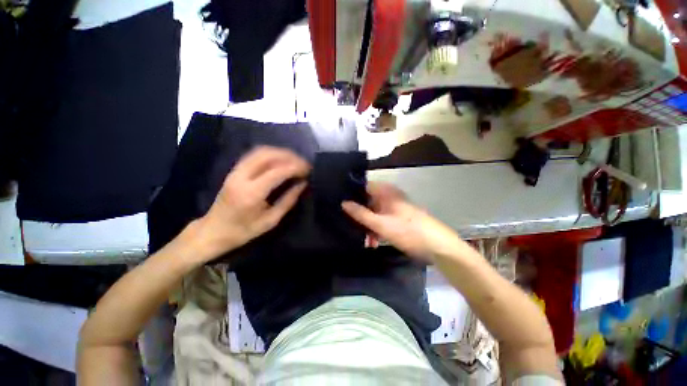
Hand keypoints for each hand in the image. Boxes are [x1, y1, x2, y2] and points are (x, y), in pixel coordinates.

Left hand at [193, 147, 309, 260]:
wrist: (213, 231)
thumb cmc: (244, 231)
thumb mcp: (271, 220)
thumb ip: (288, 200)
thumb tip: (303, 184)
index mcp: (251, 193)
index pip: (277, 172)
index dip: (295, 167)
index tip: (308, 169)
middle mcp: (241, 177)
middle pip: (267, 155)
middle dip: (289, 156)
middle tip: (303, 163)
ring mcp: (235, 171)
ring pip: (260, 152)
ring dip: (280, 153)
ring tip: (295, 160)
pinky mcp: (234, 170)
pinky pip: (254, 155)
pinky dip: (270, 154)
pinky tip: (280, 159)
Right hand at [342, 182, 462, 262]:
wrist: (437, 246)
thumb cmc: (408, 231)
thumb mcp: (380, 224)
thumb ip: (360, 214)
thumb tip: (343, 203)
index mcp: (385, 191)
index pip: (362, 187)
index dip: (351, 194)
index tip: (339, 205)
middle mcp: (388, 196)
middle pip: (367, 201)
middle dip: (358, 215)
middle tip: (349, 227)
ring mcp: (393, 207)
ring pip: (373, 212)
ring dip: (367, 225)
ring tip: (364, 240)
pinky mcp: (397, 218)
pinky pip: (381, 220)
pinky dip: (376, 229)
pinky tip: (373, 242)